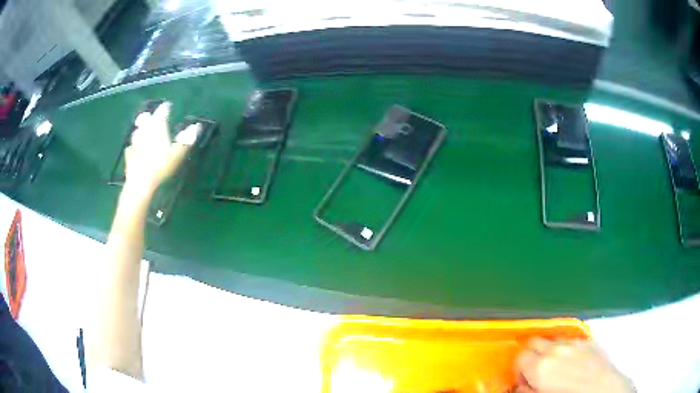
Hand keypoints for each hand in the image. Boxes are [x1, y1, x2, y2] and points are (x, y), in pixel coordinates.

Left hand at [124, 102, 200, 192]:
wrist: (140, 183)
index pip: (162, 113)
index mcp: (157, 127)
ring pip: (137, 132)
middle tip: (149, 114)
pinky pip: (130, 148)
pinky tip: (132, 149)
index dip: (165, 108)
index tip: (168, 105)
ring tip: (140, 128)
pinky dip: (133, 146)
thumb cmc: (160, 166)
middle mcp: (145, 131)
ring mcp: (135, 143)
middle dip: (149, 116)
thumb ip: (186, 139)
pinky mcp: (129, 156)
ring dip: (139, 129)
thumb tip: (197, 126)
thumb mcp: (177, 154)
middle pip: (146, 120)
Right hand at [514, 339, 634, 392]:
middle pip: (535, 343)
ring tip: (557, 369)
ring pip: (554, 341)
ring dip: (550, 352)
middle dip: (532, 356)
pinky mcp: (590, 342)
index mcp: (540, 366)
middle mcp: (556, 350)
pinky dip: (568, 350)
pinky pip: (572, 342)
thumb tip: (521, 387)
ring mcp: (575, 343)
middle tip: (536, 372)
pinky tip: (573, 365)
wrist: (603, 391)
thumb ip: (527, 391)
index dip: (519, 370)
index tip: (523, 380)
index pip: (520, 357)